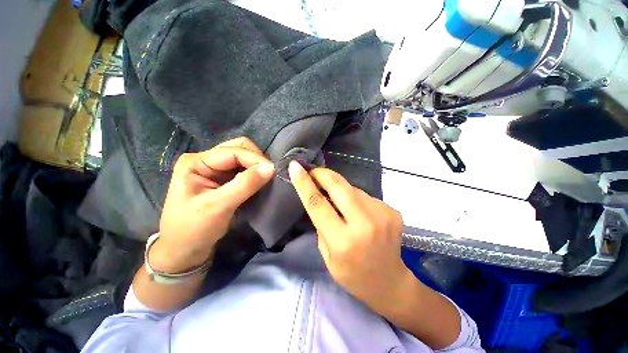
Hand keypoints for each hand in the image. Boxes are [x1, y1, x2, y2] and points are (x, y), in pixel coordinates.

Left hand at [151, 137, 274, 272]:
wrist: (184, 250)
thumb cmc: (193, 229)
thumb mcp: (218, 206)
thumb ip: (245, 185)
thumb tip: (271, 168)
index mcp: (196, 162)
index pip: (233, 151)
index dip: (255, 159)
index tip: (272, 172)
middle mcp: (206, 160)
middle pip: (238, 148)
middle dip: (256, 159)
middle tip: (268, 174)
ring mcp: (215, 169)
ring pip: (243, 158)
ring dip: (257, 166)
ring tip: (266, 178)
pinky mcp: (224, 179)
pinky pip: (244, 169)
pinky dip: (254, 173)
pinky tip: (259, 182)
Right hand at [288, 161, 409, 309]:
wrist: (389, 282)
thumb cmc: (352, 274)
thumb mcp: (327, 255)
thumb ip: (321, 224)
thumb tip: (320, 197)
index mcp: (342, 241)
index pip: (317, 204)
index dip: (304, 183)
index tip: (295, 166)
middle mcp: (364, 225)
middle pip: (339, 187)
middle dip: (323, 174)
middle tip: (314, 171)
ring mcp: (382, 216)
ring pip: (353, 189)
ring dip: (341, 188)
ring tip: (338, 198)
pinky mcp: (392, 211)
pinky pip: (366, 196)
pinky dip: (357, 198)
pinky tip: (359, 211)